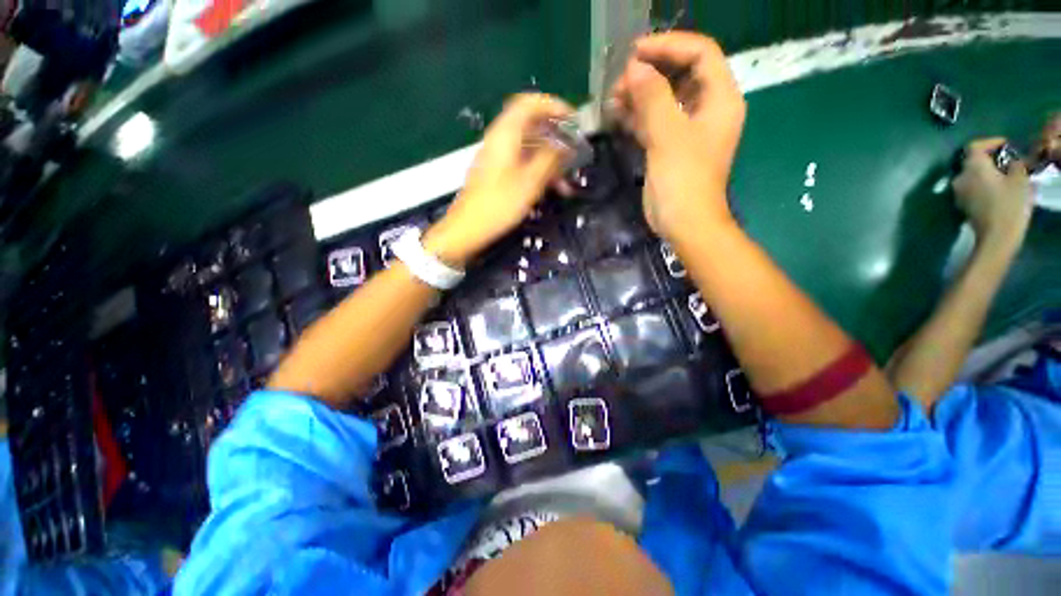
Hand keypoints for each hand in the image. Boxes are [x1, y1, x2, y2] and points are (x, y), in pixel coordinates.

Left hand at [424, 93, 574, 266]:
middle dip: (556, 138)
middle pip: (532, 126)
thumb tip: (566, 144)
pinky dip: (538, 172)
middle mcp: (500, 140)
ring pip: (529, 149)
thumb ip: (550, 159)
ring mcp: (498, 158)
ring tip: (567, 181)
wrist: (467, 228)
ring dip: (550, 161)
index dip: (554, 107)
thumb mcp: (529, 182)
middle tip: (575, 152)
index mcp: (506, 134)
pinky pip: (522, 164)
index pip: (530, 103)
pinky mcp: (497, 174)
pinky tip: (553, 190)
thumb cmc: (498, 205)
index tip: (574, 121)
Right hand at [611, 32, 745, 240]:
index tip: (636, 52)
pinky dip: (637, 116)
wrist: (683, 222)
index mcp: (719, 99)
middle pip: (681, 74)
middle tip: (621, 82)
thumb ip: (652, 97)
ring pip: (664, 98)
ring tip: (614, 98)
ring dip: (640, 94)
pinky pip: (655, 120)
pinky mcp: (671, 146)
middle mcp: (707, 108)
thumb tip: (634, 68)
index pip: (700, 53)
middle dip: (650, 72)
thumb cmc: (683, 179)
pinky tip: (618, 115)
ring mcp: (687, 129)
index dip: (669, 45)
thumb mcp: (668, 135)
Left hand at [953, 138, 1032, 249]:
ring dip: (986, 172)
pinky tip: (997, 189)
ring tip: (1005, 175)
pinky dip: (983, 184)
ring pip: (971, 175)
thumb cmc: (1009, 204)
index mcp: (972, 167)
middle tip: (1008, 161)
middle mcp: (960, 177)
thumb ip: (1016, 164)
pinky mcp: (961, 204)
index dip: (990, 142)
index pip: (975, 146)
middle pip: (972, 161)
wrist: (996, 236)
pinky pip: (971, 188)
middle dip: (990, 158)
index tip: (1006, 144)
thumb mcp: (1020, 179)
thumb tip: (1014, 161)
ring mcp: (958, 192)